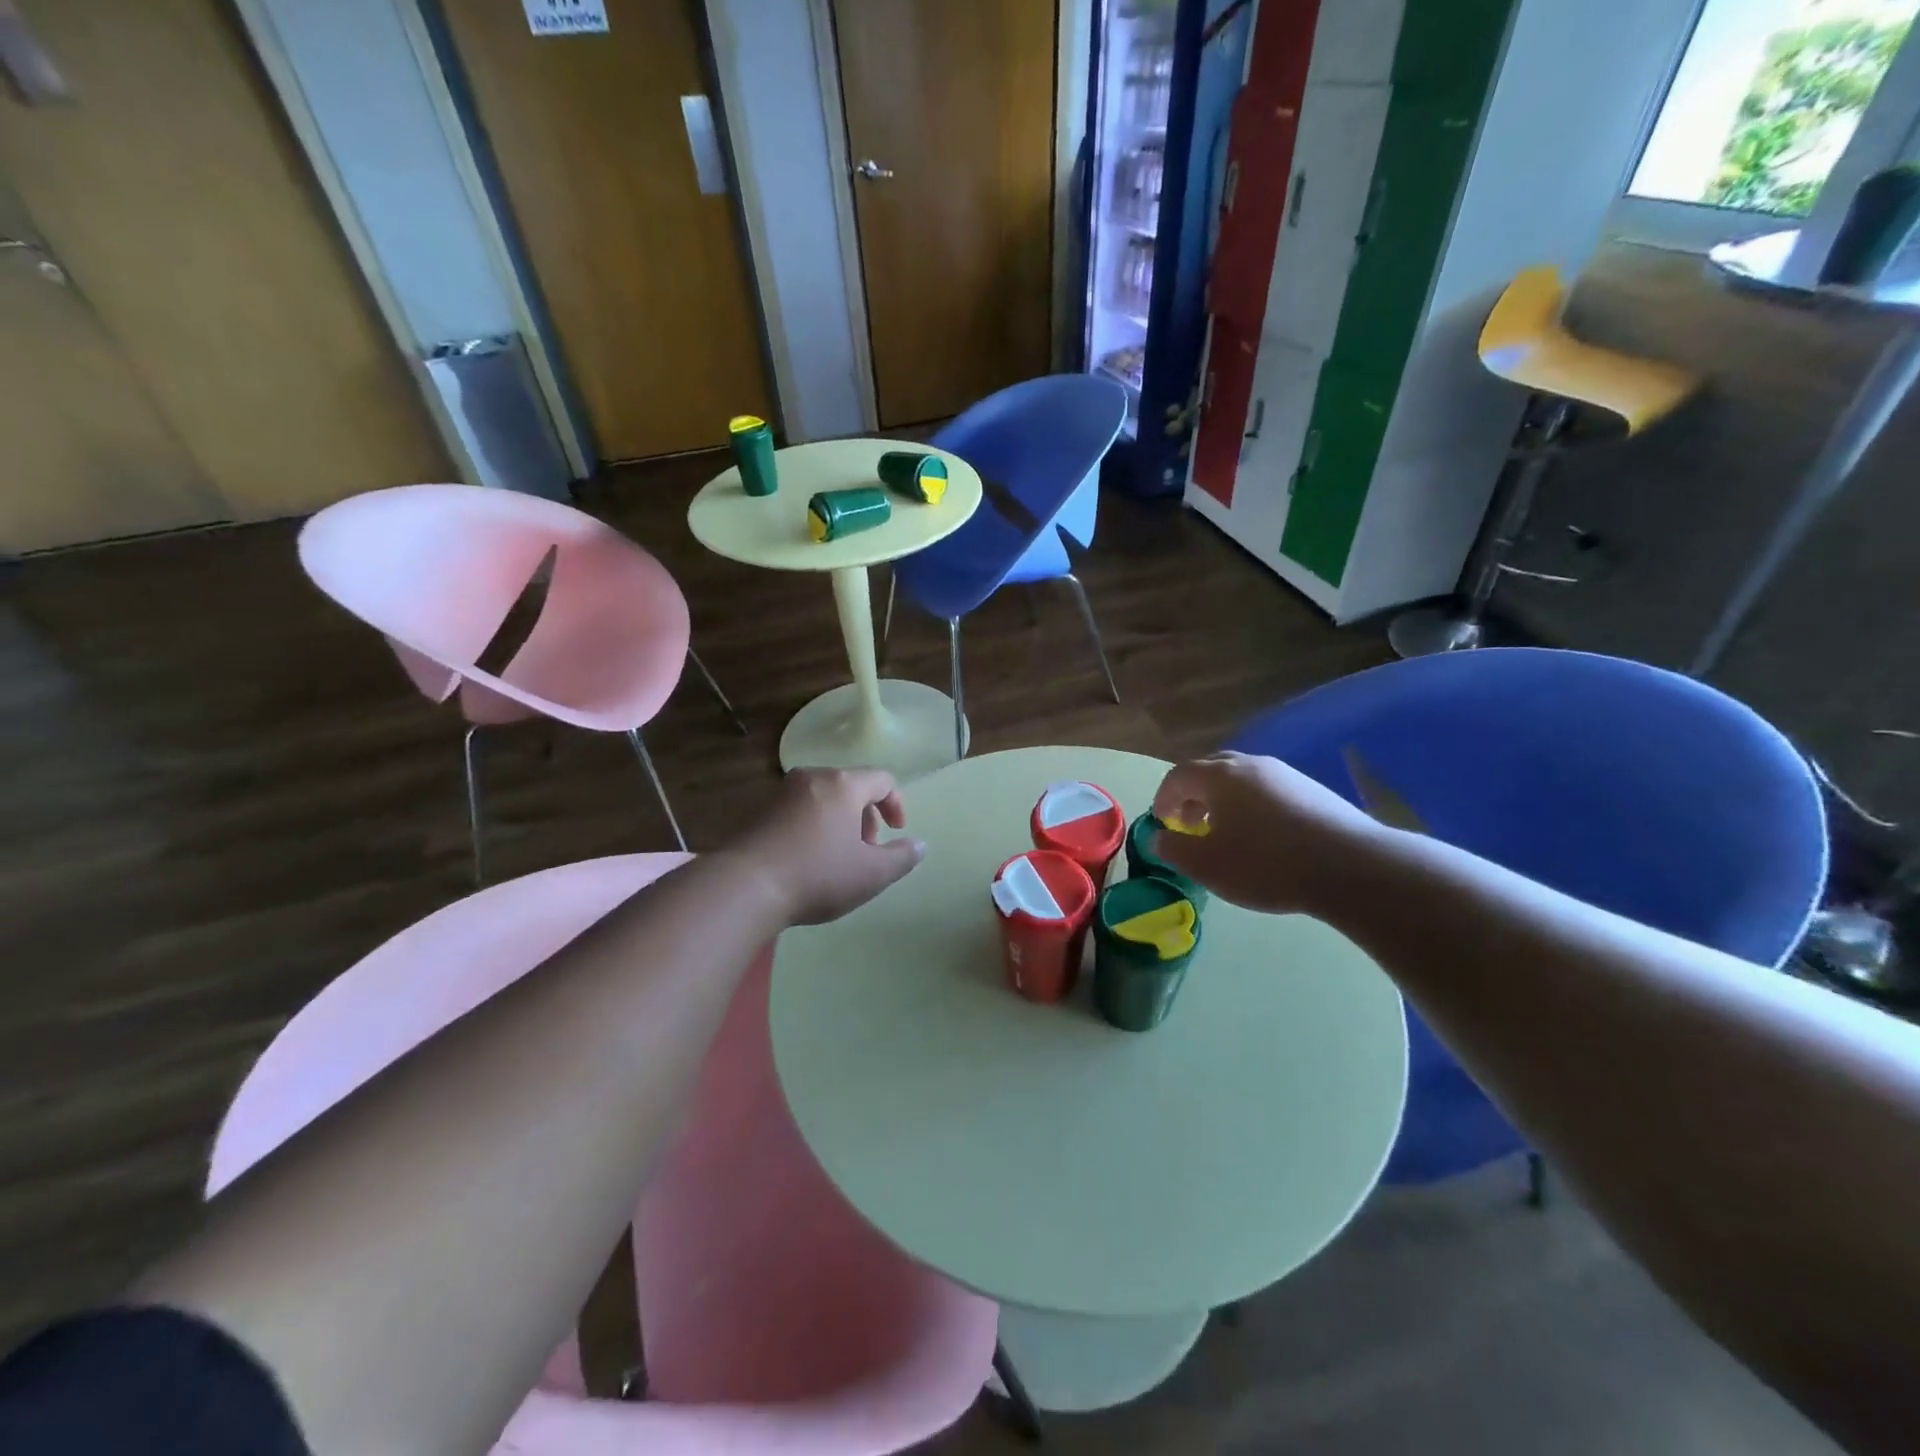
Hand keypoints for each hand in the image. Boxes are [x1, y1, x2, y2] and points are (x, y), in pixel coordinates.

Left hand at [726, 768, 925, 926]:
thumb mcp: (872, 874)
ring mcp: (780, 793)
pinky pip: (798, 811)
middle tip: (866, 851)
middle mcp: (811, 778)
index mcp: (843, 784)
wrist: (744, 887)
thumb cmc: (817, 875)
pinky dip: (813, 827)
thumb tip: (919, 846)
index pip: (882, 779)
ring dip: (839, 823)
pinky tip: (807, 861)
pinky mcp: (758, 811)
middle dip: (866, 817)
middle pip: (851, 787)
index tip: (897, 832)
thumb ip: (902, 858)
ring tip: (837, 859)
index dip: (897, 804)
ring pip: (823, 799)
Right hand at [1150, 752, 1377, 914]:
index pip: (1178, 776)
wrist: (1351, 867)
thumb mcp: (1208, 865)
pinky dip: (1254, 807)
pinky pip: (1269, 791)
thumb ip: (1175, 849)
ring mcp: (1286, 774)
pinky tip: (1265, 837)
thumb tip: (1160, 837)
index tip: (1163, 823)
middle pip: (1211, 770)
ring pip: (1243, 779)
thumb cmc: (1266, 864)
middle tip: (1191, 824)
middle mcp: (1250, 765)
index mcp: (1219, 776)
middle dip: (1194, 795)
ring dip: (1225, 801)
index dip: (1164, 798)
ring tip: (1228, 833)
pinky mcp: (1314, 790)